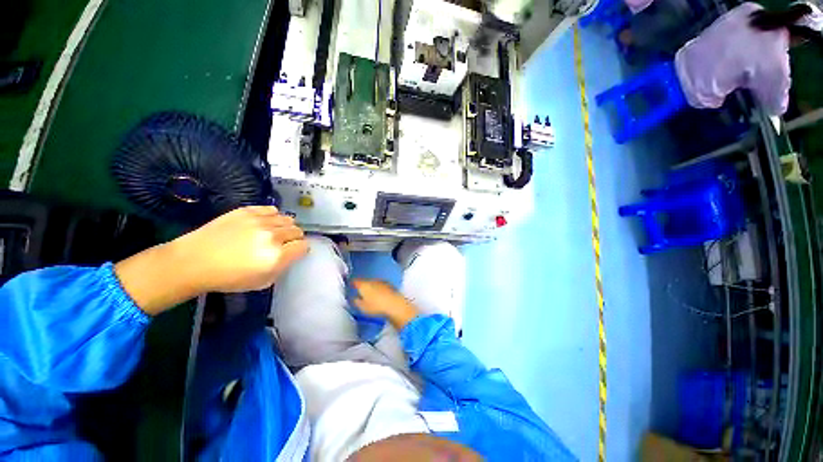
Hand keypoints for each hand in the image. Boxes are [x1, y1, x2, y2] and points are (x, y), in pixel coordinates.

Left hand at [115, 206, 307, 314]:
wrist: (193, 261)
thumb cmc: (228, 278)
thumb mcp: (262, 283)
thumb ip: (282, 268)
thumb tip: (290, 255)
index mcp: (277, 256)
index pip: (303, 246)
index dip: (300, 250)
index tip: (293, 252)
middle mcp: (272, 236)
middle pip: (297, 231)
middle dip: (294, 238)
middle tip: (283, 244)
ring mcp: (260, 221)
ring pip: (288, 219)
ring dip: (285, 226)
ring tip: (274, 232)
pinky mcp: (247, 211)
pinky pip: (272, 209)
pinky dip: (273, 216)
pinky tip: (265, 223)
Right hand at [353, 279, 418, 329]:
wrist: (395, 305)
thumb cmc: (376, 306)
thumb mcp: (362, 307)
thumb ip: (356, 302)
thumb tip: (355, 299)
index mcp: (363, 285)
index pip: (355, 281)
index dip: (352, 283)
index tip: (350, 284)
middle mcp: (372, 281)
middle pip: (365, 281)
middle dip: (363, 286)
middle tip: (360, 292)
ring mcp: (382, 282)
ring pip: (373, 283)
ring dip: (371, 287)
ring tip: (370, 296)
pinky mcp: (390, 285)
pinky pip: (381, 286)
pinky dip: (379, 289)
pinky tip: (380, 296)